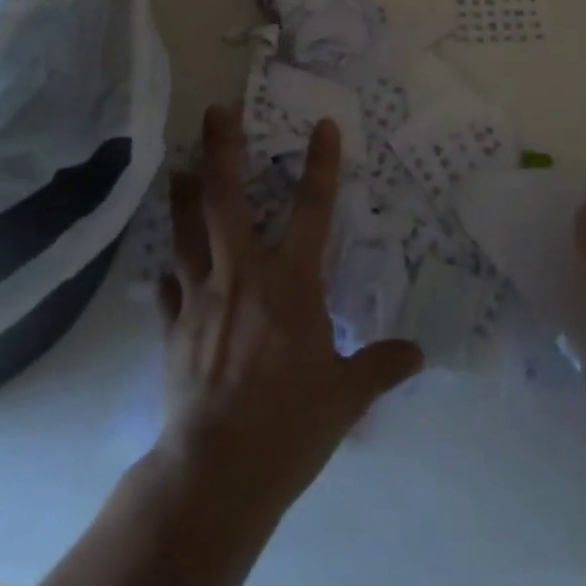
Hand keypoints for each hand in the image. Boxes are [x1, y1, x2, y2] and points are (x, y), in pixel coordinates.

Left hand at [155, 104, 424, 507]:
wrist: (216, 474)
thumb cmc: (288, 426)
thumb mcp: (346, 397)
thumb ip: (381, 366)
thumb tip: (419, 353)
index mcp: (290, 283)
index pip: (312, 209)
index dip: (321, 164)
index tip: (322, 123)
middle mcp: (243, 275)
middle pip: (226, 199)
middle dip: (222, 150)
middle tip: (217, 111)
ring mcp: (202, 297)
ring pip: (187, 230)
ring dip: (183, 194)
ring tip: (177, 164)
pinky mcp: (174, 327)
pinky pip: (169, 286)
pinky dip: (169, 270)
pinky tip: (166, 262)